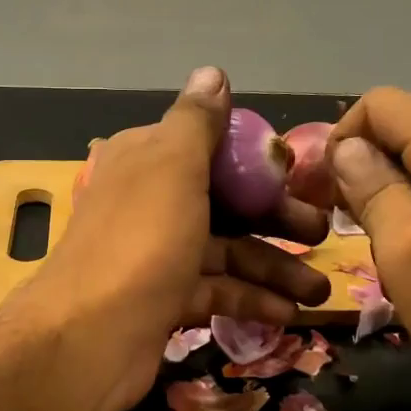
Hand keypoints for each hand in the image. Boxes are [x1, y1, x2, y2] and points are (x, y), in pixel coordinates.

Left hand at [4, 67, 330, 410]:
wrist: (88, 338)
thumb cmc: (140, 242)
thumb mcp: (172, 167)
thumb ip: (195, 122)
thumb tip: (212, 72)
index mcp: (144, 160)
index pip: (207, 148)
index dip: (254, 160)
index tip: (299, 175)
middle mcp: (147, 202)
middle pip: (223, 201)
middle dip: (275, 217)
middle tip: (323, 233)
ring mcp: (154, 254)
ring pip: (224, 251)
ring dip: (273, 267)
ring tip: (318, 290)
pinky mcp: (162, 300)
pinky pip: (215, 291)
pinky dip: (250, 299)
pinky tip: (288, 312)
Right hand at [327, 87, 410, 405]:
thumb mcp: (406, 249)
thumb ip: (371, 187)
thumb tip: (346, 148)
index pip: (378, 104)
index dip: (338, 141)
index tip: (322, 195)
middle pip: (404, 130)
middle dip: (361, 169)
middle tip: (339, 225)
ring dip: (390, 194)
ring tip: (377, 246)